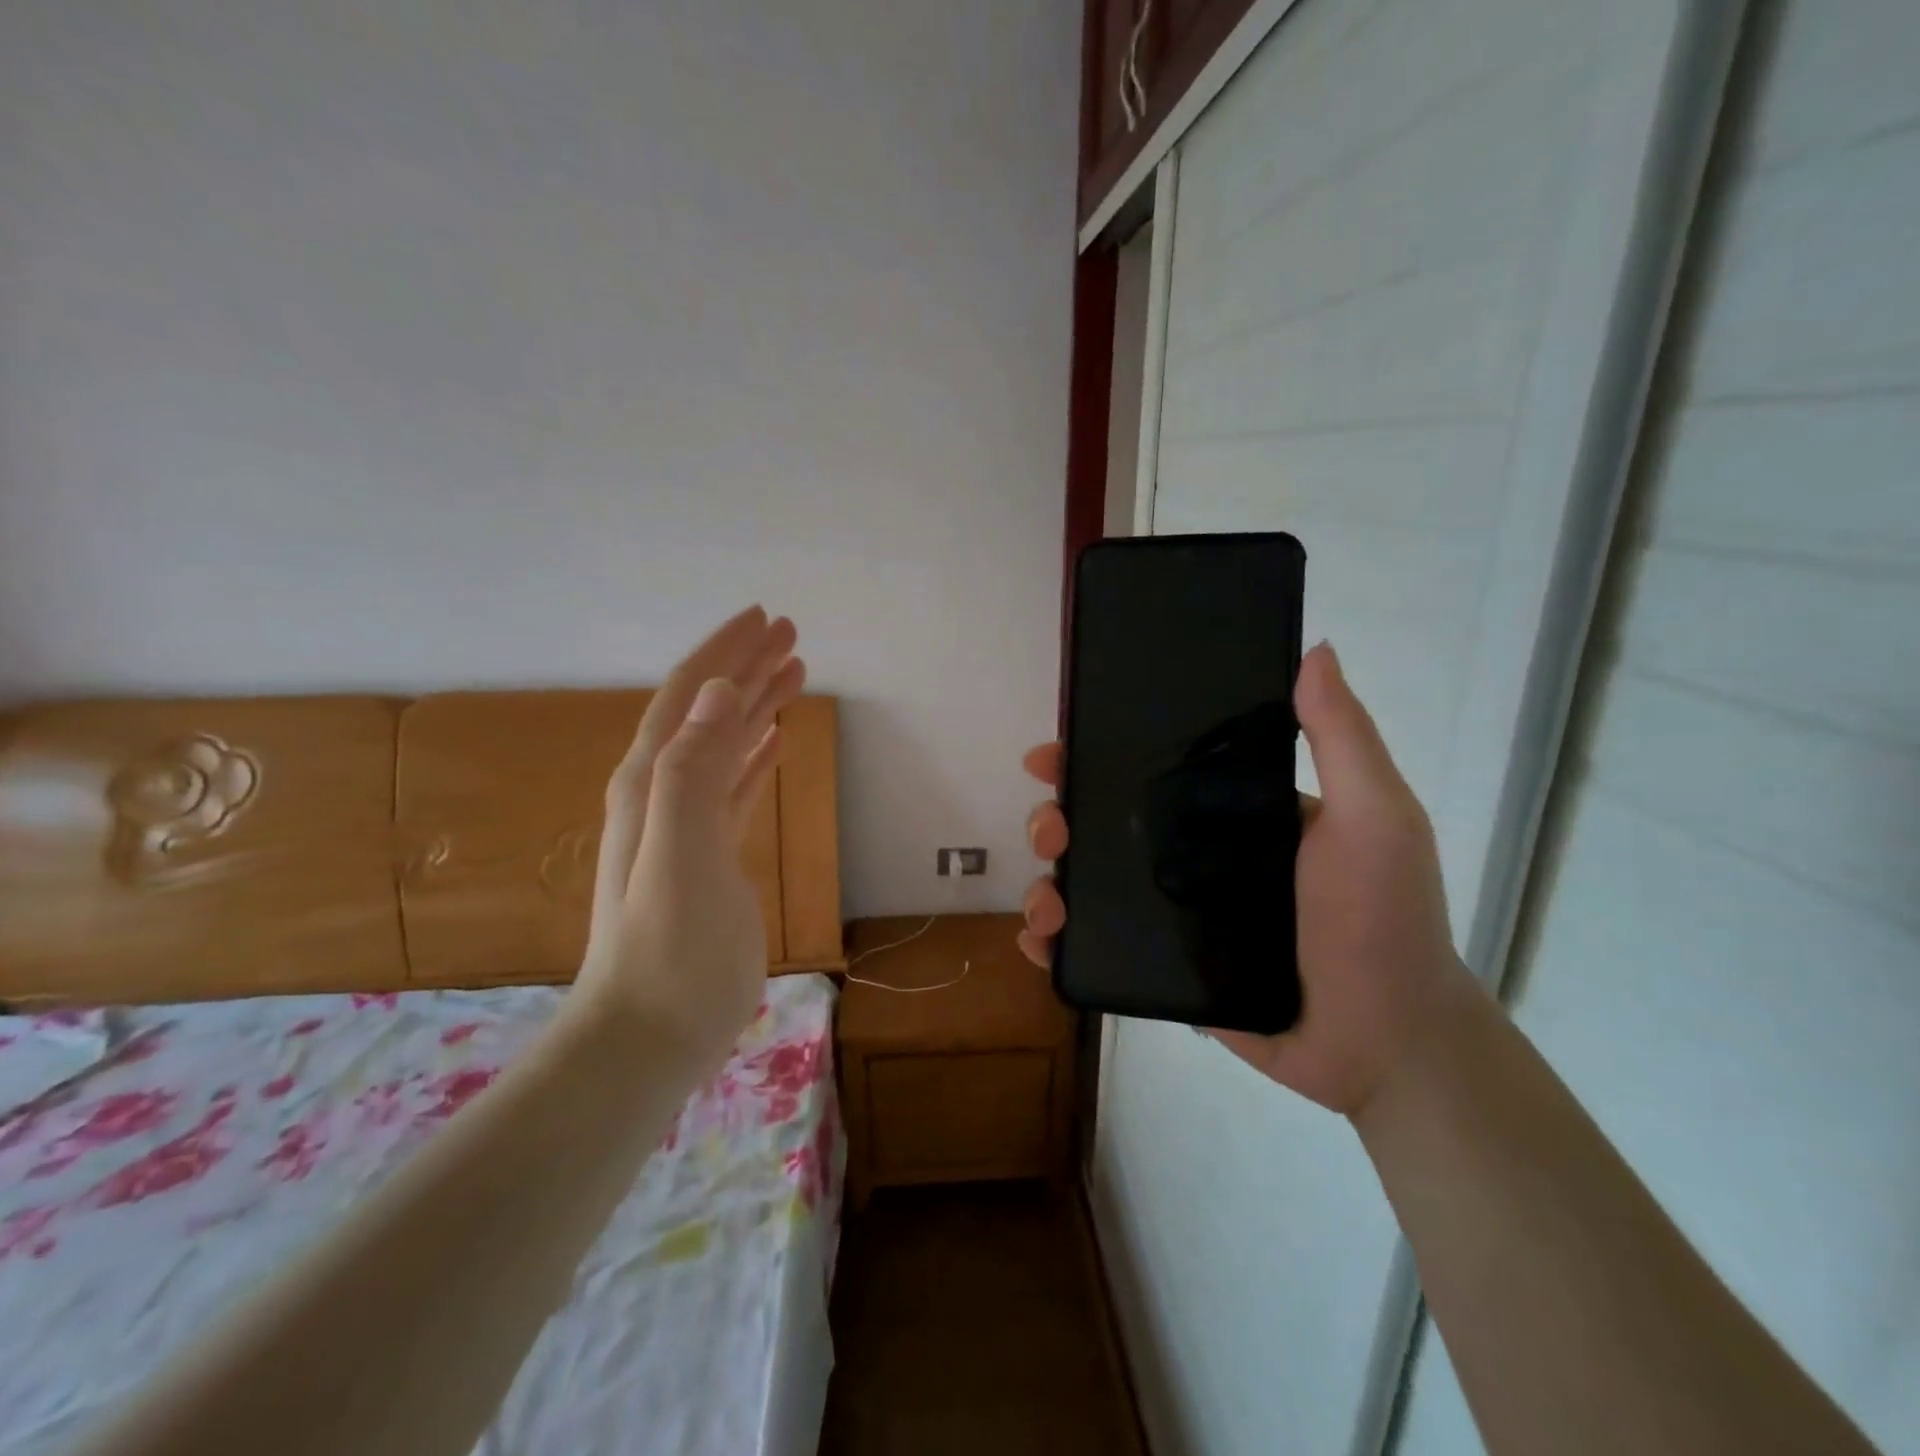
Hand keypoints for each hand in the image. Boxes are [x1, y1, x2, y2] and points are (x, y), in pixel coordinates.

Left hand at [573, 607, 806, 1071]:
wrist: (648, 1033)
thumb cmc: (668, 948)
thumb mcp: (680, 853)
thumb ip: (692, 770)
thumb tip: (718, 692)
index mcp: (652, 781)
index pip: (690, 697)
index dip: (725, 653)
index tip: (766, 618)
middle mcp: (663, 792)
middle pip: (709, 711)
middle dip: (747, 667)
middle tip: (792, 635)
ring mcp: (686, 826)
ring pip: (725, 744)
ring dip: (756, 704)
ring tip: (795, 673)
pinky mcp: (709, 856)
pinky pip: (734, 787)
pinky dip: (754, 754)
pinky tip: (774, 741)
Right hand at [1019, 642, 1477, 1117]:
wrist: (1386, 1042)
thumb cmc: (1380, 921)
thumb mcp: (1373, 817)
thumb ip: (1342, 738)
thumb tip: (1315, 649)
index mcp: (1229, 813)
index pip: (1147, 772)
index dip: (1094, 758)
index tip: (1053, 755)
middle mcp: (1193, 856)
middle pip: (1103, 826)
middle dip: (1058, 819)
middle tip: (1048, 830)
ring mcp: (1173, 914)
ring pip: (1090, 886)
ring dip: (1049, 883)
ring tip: (1046, 901)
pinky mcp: (1163, 967)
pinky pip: (1097, 947)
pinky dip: (1056, 942)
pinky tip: (1040, 941)